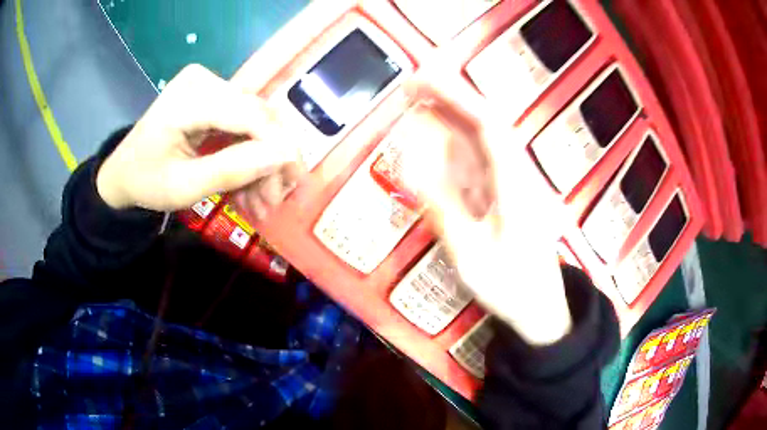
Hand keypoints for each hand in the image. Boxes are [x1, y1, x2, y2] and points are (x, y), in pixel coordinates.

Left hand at [96, 64, 303, 213]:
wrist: (121, 173)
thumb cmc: (145, 182)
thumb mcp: (184, 187)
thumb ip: (232, 169)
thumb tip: (285, 156)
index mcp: (189, 97)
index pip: (251, 115)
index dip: (278, 148)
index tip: (291, 185)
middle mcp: (204, 80)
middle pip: (257, 116)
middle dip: (271, 161)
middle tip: (274, 201)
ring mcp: (208, 84)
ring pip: (255, 122)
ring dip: (261, 161)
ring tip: (260, 201)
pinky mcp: (211, 95)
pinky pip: (243, 123)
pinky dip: (248, 154)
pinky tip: (248, 183)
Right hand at [403, 102, 571, 345]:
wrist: (539, 307)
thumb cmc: (510, 286)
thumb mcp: (470, 254)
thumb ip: (441, 207)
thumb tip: (410, 163)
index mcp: (514, 184)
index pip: (487, 125)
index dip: (456, 98)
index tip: (423, 83)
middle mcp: (514, 175)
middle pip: (483, 126)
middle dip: (448, 101)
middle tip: (410, 89)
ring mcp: (509, 185)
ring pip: (479, 143)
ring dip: (448, 121)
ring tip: (414, 106)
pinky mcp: (503, 196)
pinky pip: (476, 165)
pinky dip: (452, 148)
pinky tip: (433, 143)